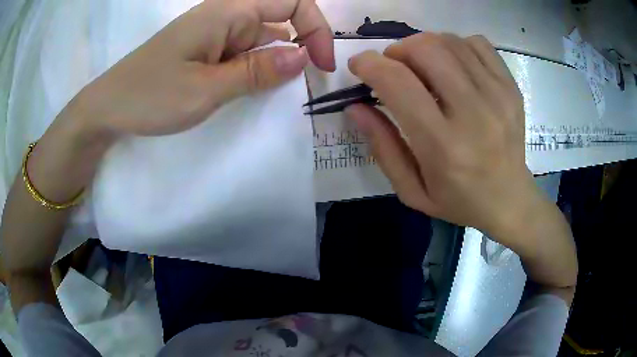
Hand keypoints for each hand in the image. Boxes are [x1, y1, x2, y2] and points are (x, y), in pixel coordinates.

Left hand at [70, 0, 334, 137]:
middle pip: (280, 21)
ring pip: (262, 41)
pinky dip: (255, 72)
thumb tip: (301, 58)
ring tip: (273, 96)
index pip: (293, 2)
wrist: (109, 109)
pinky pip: (243, 55)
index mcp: (228, 11)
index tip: (322, 66)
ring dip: (275, 65)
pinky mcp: (206, 52)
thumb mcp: (207, 88)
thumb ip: (257, 71)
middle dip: (299, 50)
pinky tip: (251, 93)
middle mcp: (226, 16)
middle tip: (303, 88)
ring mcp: (215, 34)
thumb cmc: (150, 95)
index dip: (316, 29)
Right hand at [345, 33, 539, 244]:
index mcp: (443, 146)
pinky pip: (477, 43)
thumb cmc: (459, 201)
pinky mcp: (511, 87)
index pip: (398, 83)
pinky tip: (453, 65)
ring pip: (449, 41)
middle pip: (426, 49)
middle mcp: (474, 113)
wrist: (510, 200)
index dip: (369, 64)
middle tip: (395, 67)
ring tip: (422, 66)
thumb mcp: (412, 190)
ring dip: (424, 45)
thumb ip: (382, 148)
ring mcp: (498, 95)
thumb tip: (355, 106)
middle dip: (398, 50)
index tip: (359, 65)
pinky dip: (455, 45)